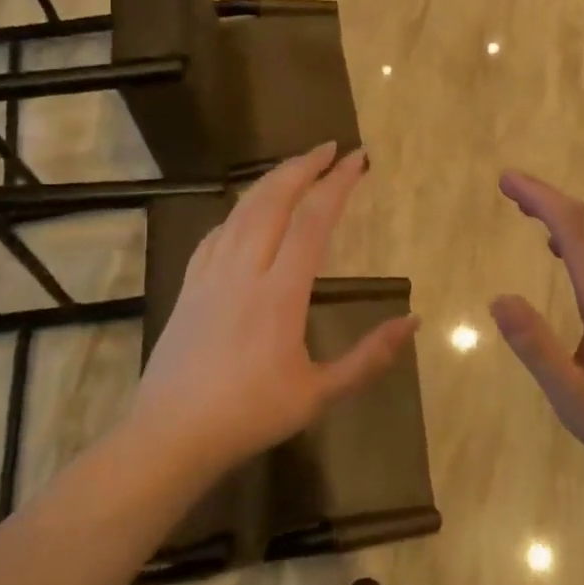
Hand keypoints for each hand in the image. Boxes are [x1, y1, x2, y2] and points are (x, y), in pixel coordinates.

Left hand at [128, 144, 418, 481]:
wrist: (169, 437)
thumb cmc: (249, 416)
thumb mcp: (319, 395)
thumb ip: (369, 357)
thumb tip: (414, 321)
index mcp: (280, 293)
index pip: (313, 222)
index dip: (337, 184)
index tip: (358, 159)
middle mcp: (244, 270)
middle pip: (273, 200)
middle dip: (303, 167)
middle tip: (329, 148)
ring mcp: (211, 275)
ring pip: (242, 210)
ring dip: (271, 181)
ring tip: (296, 167)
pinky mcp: (189, 286)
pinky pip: (217, 233)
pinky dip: (239, 211)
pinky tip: (246, 213)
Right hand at [490, 172, 583, 484]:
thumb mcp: (570, 395)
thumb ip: (534, 346)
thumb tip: (498, 298)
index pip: (574, 231)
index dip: (541, 199)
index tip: (507, 180)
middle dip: (551, 199)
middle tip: (511, 188)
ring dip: (568, 217)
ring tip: (531, 212)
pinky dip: (583, 239)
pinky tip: (565, 255)